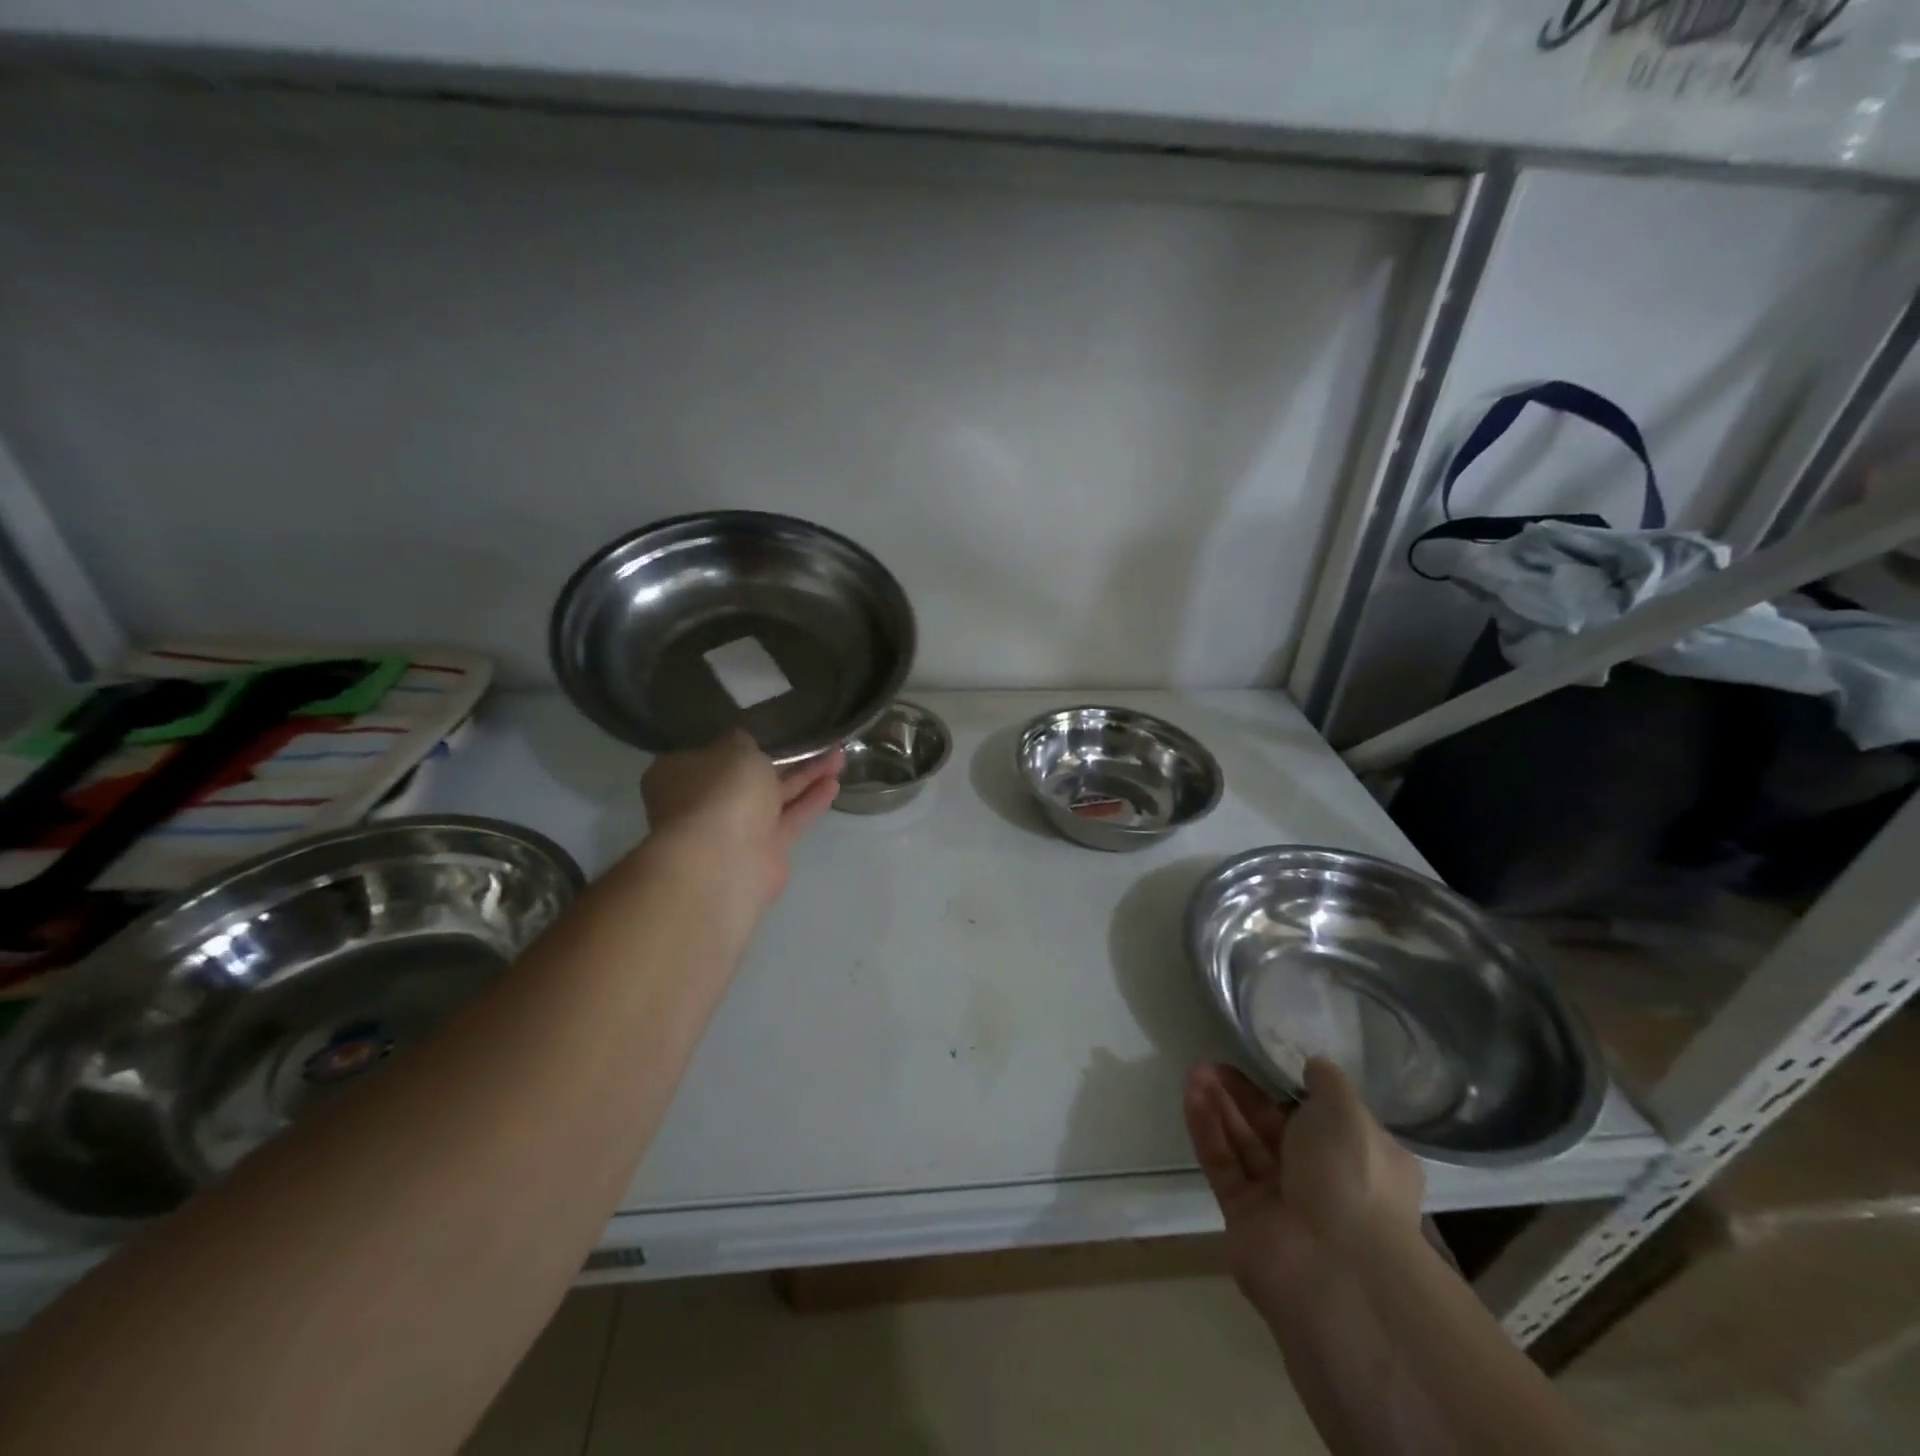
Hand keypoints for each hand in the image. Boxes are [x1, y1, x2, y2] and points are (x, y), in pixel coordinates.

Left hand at [641, 732, 842, 911]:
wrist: (723, 861)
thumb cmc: (721, 793)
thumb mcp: (734, 748)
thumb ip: (744, 742)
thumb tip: (743, 744)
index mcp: (681, 773)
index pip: (712, 752)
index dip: (743, 741)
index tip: (772, 729)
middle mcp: (704, 801)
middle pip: (748, 776)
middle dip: (783, 758)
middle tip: (814, 740)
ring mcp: (733, 829)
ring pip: (774, 796)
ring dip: (805, 777)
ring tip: (838, 756)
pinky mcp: (763, 851)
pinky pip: (790, 819)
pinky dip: (810, 801)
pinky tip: (834, 783)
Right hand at [1184, 1058, 1423, 1317]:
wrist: (1335, 1267)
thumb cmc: (1353, 1178)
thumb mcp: (1348, 1112)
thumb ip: (1327, 1083)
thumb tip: (1314, 1065)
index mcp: (1362, 1161)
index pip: (1324, 1120)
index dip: (1294, 1091)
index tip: (1266, 1062)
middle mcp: (1324, 1182)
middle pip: (1275, 1128)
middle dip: (1245, 1094)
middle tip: (1216, 1062)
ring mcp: (1281, 1201)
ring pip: (1245, 1144)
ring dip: (1221, 1106)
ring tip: (1197, 1070)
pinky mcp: (1243, 1216)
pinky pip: (1223, 1164)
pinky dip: (1207, 1130)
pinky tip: (1192, 1095)